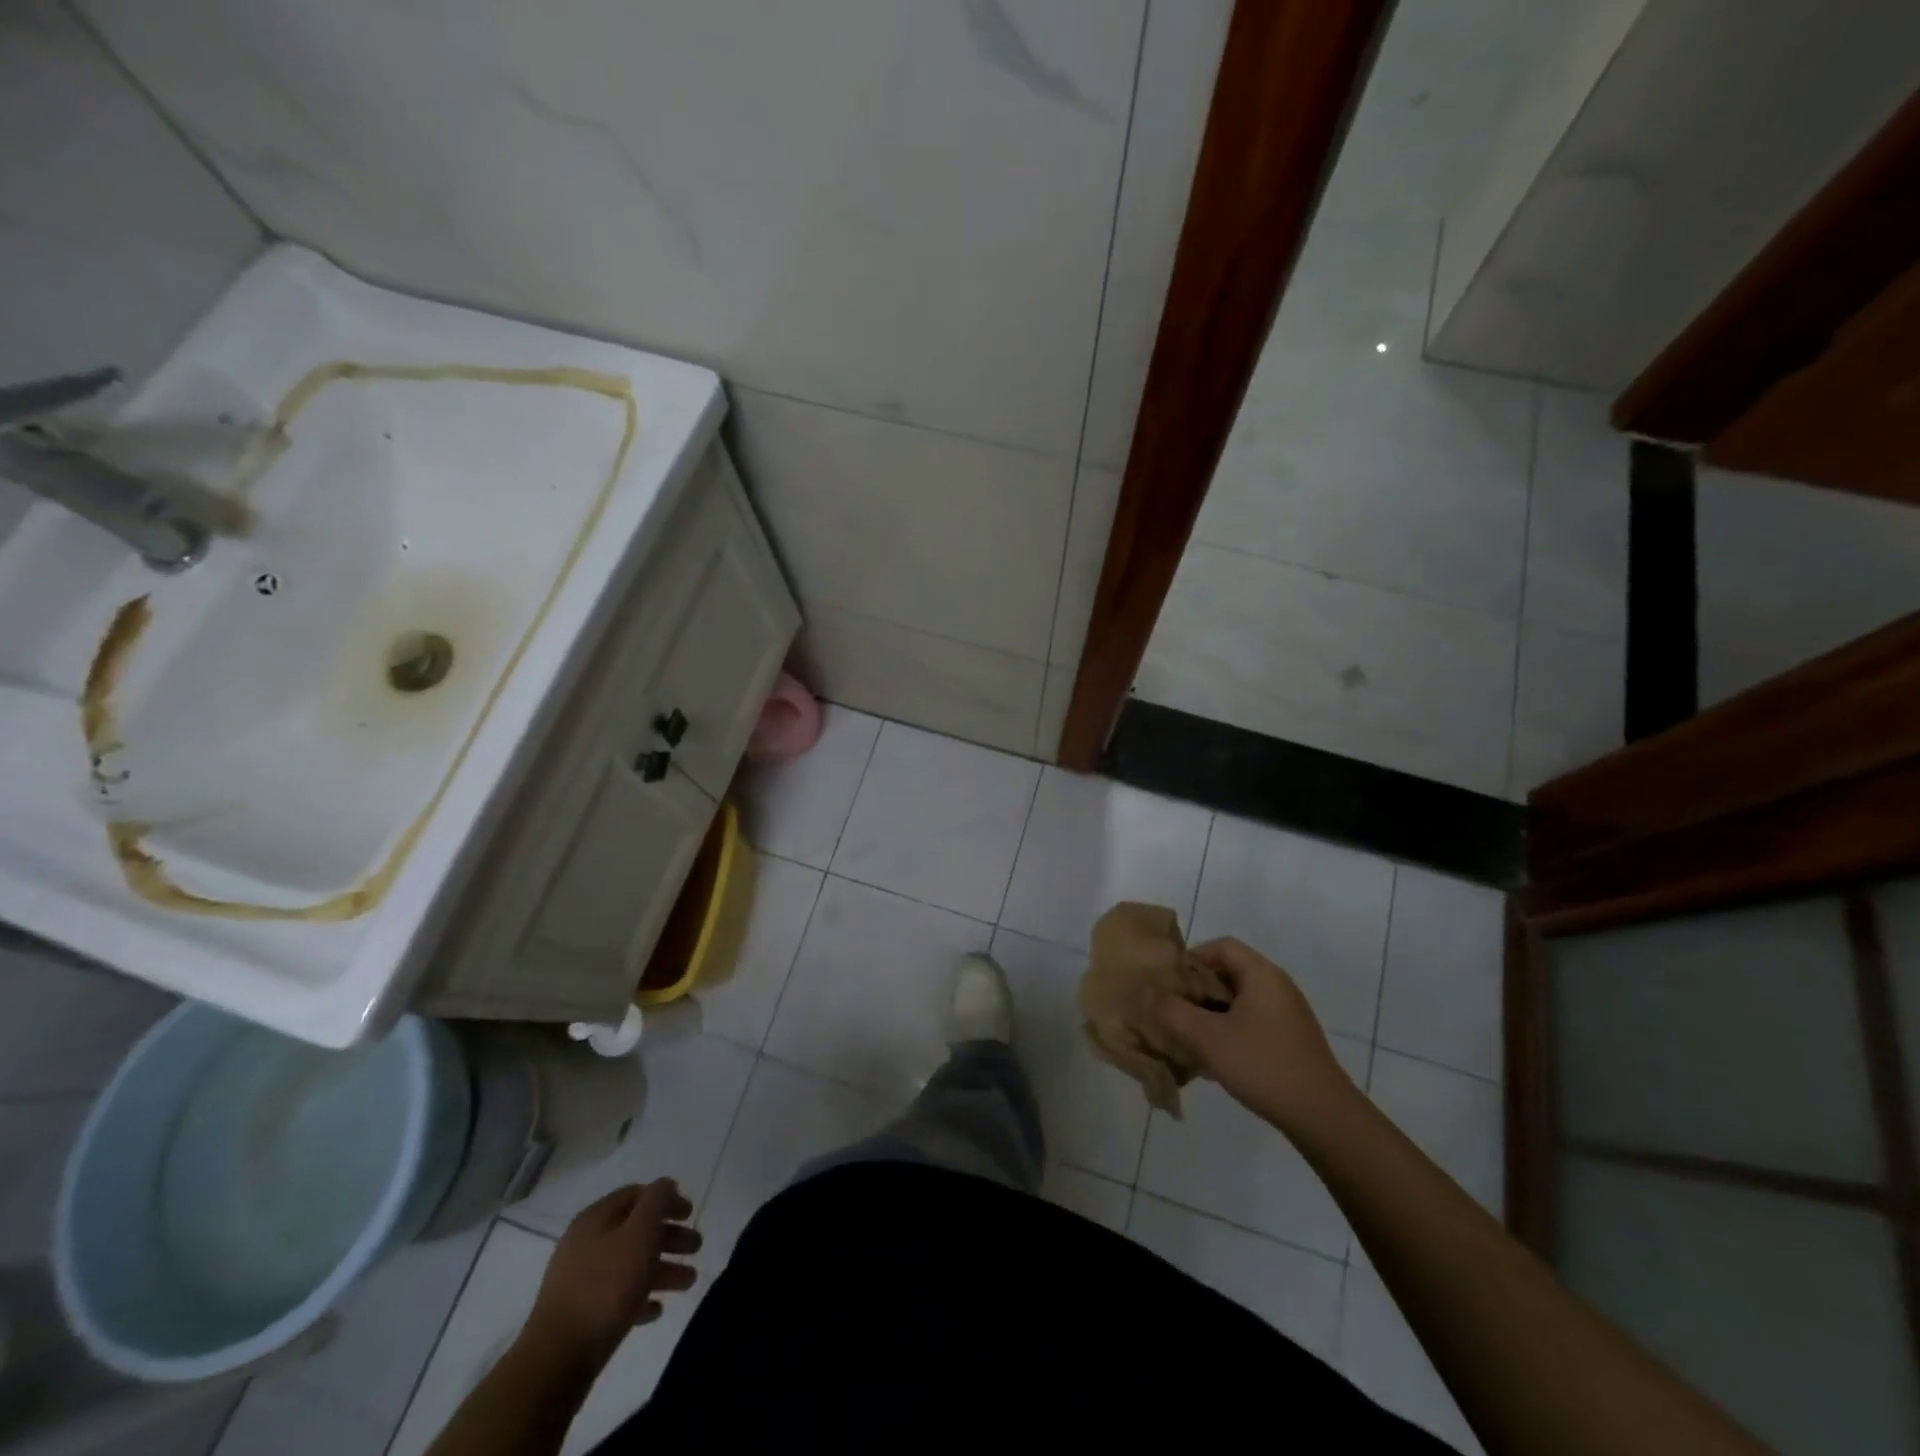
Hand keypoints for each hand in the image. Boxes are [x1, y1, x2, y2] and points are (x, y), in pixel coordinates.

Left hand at [525, 1179, 699, 1360]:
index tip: (690, 1213)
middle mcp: (586, 1244)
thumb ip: (657, 1202)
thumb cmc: (605, 1288)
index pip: (637, 1194)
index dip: (666, 1199)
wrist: (556, 1361)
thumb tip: (665, 1185)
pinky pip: (617, 1297)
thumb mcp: (640, 1234)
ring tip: (689, 1283)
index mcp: (596, 1219)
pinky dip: (640, 1298)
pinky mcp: (580, 1315)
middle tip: (696, 1248)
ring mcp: (580, 1281)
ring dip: (662, 1269)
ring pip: (630, 1264)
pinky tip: (656, 1310)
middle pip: (636, 1230)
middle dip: (669, 1237)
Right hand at [1155, 938, 1358, 1133]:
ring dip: (1212, 1012)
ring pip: (1240, 1000)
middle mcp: (1278, 986)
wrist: (1323, 1117)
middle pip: (1230, 972)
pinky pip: (1253, 1021)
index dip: (1192, 958)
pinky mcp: (1293, 1040)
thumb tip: (1146, 992)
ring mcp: (1288, 1014)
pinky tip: (1217, 1058)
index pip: (1221, 946)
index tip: (1170, 982)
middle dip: (1198, 988)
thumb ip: (1172, 1011)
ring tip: (1189, 1035)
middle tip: (1173, 1009)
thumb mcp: (1207, 1037)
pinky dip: (1230, 1029)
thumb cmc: (1262, 1065)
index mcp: (1262, 974)